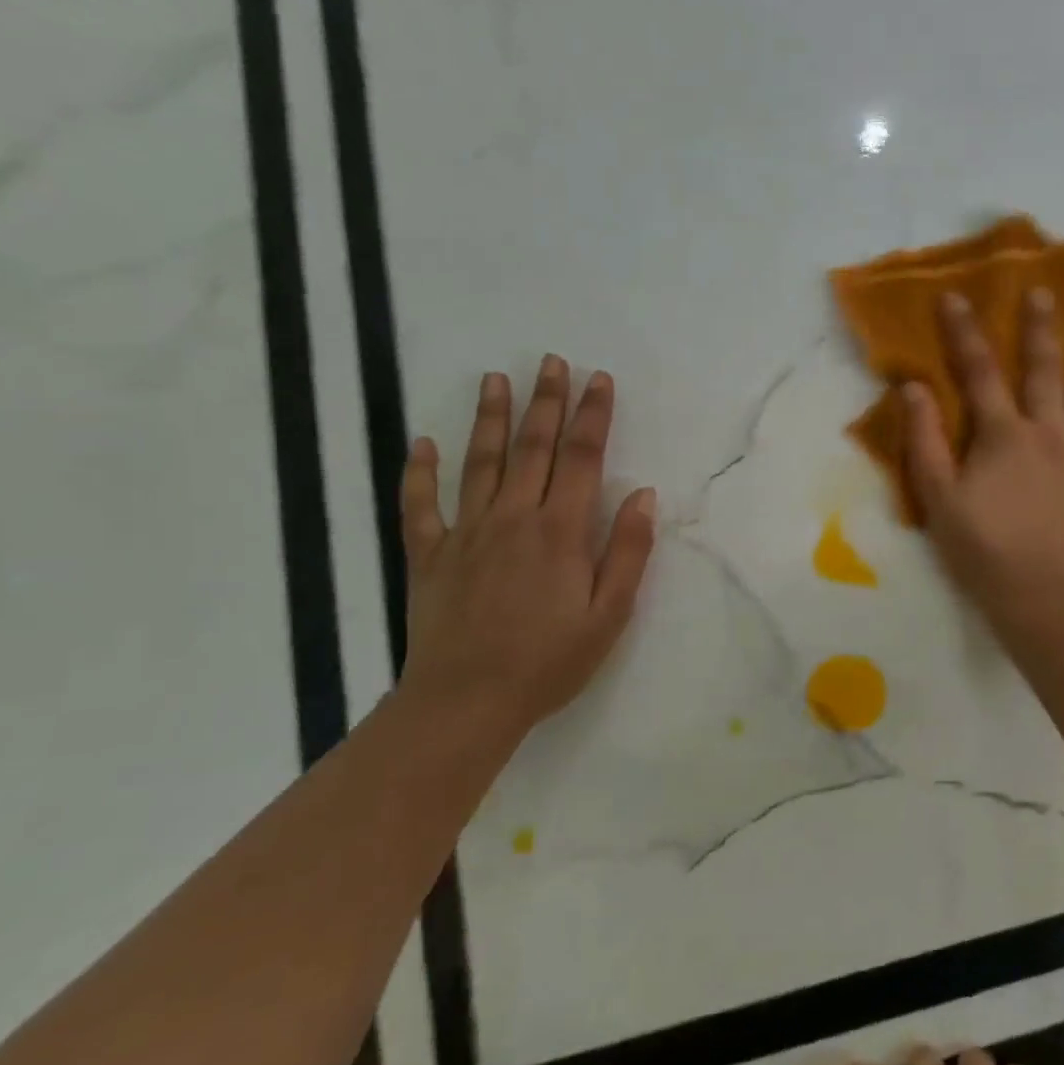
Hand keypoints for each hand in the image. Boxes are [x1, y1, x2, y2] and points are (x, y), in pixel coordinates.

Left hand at [397, 356, 656, 727]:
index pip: (583, 458)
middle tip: (551, 361)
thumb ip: (628, 551)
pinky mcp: (429, 555)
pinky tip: (423, 443)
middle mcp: (514, 518)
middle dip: (546, 401)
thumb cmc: (549, 661)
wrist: (467, 703)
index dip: (593, 415)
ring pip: (480, 463)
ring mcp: (466, 533)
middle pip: (533, 447)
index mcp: (561, 530)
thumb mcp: (610, 614)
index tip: (599, 380)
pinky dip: (420, 472)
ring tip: (495, 379)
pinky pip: (420, 505)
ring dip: (489, 418)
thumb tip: (644, 496)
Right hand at [905, 289, 1063, 629]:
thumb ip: (925, 441)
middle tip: (1044, 291)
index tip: (956, 296)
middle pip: (1045, 370)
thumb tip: (914, 387)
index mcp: (1004, 435)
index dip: (964, 333)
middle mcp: (1050, 433)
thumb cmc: (983, 550)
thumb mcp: (939, 498)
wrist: (1042, 599)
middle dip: (1041, 328)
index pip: (980, 372)